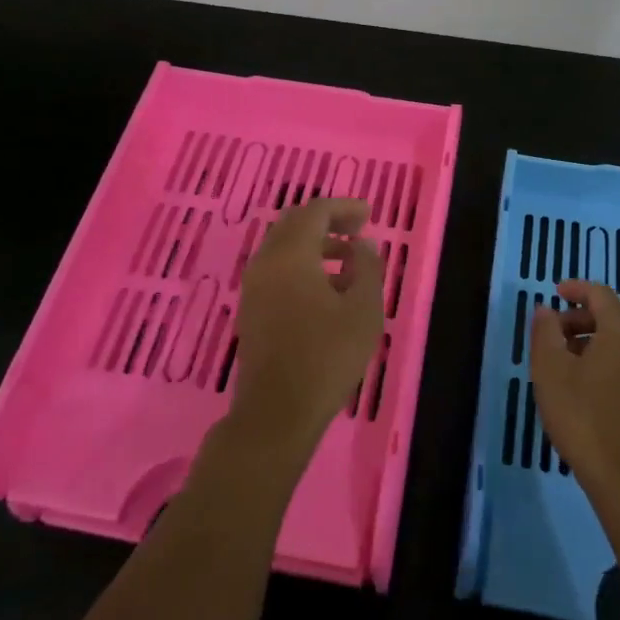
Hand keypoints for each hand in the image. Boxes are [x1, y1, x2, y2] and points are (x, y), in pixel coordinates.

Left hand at [229, 197, 384, 456]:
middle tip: (357, 230)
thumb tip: (362, 246)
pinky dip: (301, 263)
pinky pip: (276, 269)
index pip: (315, 211)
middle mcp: (265, 261)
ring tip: (348, 260)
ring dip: (314, 244)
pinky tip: (325, 287)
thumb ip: (367, 268)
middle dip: (327, 221)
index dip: (344, 208)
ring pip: (283, 247)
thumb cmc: (327, 357)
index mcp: (290, 254)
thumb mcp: (363, 311)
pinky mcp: (251, 308)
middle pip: (294, 224)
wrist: (277, 411)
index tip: (368, 215)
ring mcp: (253, 286)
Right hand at [530, 280, 619, 516]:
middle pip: (611, 315)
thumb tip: (546, 309)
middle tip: (550, 333)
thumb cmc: (583, 417)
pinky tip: (580, 382)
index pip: (599, 294)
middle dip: (578, 317)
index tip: (553, 293)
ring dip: (589, 339)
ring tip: (560, 360)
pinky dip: (602, 357)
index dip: (575, 289)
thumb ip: (545, 331)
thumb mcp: (550, 370)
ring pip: (618, 339)